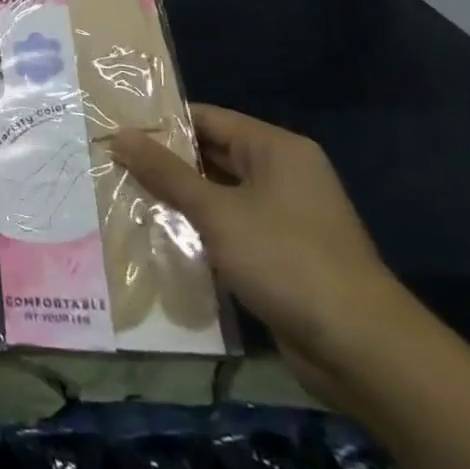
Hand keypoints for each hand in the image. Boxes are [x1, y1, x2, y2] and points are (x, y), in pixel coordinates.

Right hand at [111, 105, 411, 398]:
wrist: (360, 349)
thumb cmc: (286, 260)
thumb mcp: (217, 211)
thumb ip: (165, 172)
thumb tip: (118, 134)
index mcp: (276, 150)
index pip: (207, 119)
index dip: (160, 123)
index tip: (114, 128)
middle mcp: (281, 175)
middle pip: (210, 155)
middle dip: (163, 162)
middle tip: (109, 161)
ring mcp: (281, 216)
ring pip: (215, 194)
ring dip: (175, 197)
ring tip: (120, 193)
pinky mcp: (277, 253)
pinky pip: (226, 227)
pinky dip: (195, 228)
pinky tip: (155, 233)